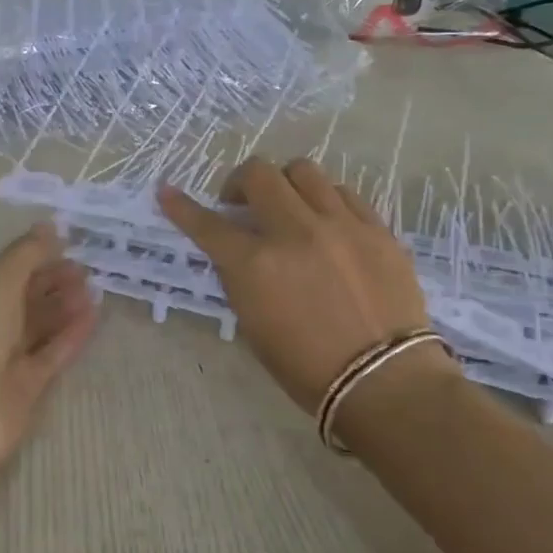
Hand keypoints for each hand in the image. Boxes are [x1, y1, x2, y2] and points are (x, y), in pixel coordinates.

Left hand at [0, 223, 98, 470]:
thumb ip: (27, 253)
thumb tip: (49, 225)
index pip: (4, 270)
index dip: (34, 257)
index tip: (69, 245)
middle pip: (23, 297)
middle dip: (53, 281)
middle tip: (87, 269)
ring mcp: (2, 357)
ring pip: (39, 325)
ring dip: (65, 306)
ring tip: (94, 289)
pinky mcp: (24, 386)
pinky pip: (51, 353)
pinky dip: (71, 335)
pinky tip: (94, 316)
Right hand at [159, 157, 450, 415]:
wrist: (384, 381)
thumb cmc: (307, 367)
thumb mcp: (253, 325)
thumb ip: (241, 279)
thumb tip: (237, 251)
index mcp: (256, 265)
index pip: (207, 224)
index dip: (181, 207)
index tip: (167, 192)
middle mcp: (295, 232)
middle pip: (258, 175)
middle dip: (239, 182)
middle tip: (242, 204)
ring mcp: (341, 225)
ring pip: (304, 171)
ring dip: (284, 184)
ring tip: (288, 206)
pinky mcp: (377, 229)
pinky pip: (344, 194)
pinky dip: (325, 200)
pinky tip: (326, 222)